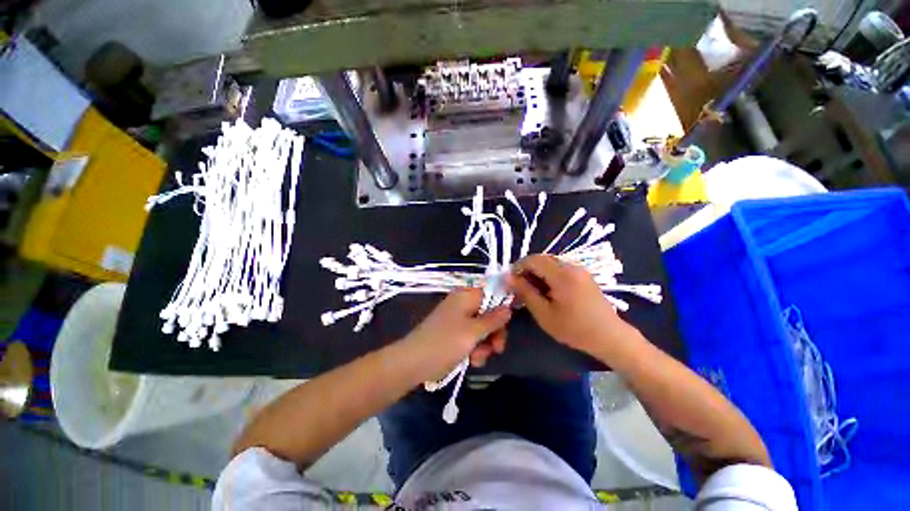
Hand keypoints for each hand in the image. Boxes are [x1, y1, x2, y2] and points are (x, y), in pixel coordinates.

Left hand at [402, 288, 511, 379]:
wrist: (413, 363)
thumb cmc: (445, 342)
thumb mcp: (473, 331)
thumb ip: (493, 319)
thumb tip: (508, 307)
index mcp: (466, 296)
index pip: (492, 294)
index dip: (502, 307)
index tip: (509, 324)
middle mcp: (462, 304)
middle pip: (489, 314)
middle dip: (494, 333)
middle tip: (497, 349)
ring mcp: (457, 320)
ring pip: (482, 329)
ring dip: (484, 345)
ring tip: (477, 358)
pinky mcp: (453, 334)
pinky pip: (471, 338)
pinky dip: (474, 349)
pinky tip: (472, 361)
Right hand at [511, 255, 631, 355]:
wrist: (610, 337)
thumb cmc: (575, 329)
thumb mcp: (544, 314)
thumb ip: (525, 292)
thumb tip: (508, 277)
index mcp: (562, 274)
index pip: (533, 260)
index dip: (518, 267)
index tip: (511, 281)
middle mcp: (572, 266)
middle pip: (542, 259)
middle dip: (528, 270)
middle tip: (520, 287)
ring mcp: (579, 269)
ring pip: (550, 263)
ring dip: (538, 272)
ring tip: (533, 291)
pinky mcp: (583, 275)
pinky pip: (560, 268)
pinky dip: (549, 275)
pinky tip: (548, 291)